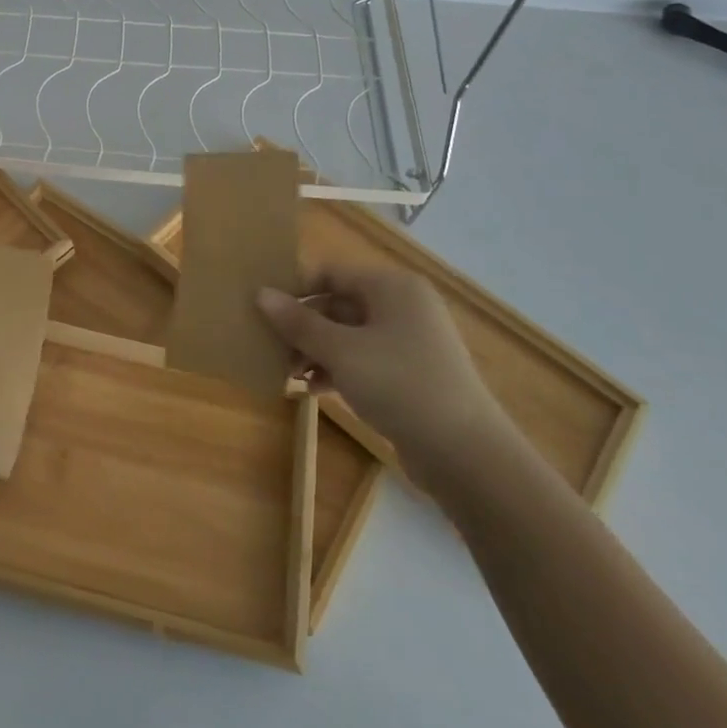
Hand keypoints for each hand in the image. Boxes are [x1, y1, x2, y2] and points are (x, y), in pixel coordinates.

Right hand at [256, 268, 517, 495]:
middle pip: (337, 303)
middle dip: (302, 326)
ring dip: (315, 350)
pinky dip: (336, 369)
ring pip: (347, 334)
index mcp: (391, 287)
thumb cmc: (400, 385)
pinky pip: (363, 359)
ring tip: (286, 373)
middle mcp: (402, 306)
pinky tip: (311, 389)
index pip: (330, 272)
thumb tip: (261, 293)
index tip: (262, 309)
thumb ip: (298, 322)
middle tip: (269, 347)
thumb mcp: (341, 351)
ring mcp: (408, 341)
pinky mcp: (410, 374)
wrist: (466, 455)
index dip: (295, 288)